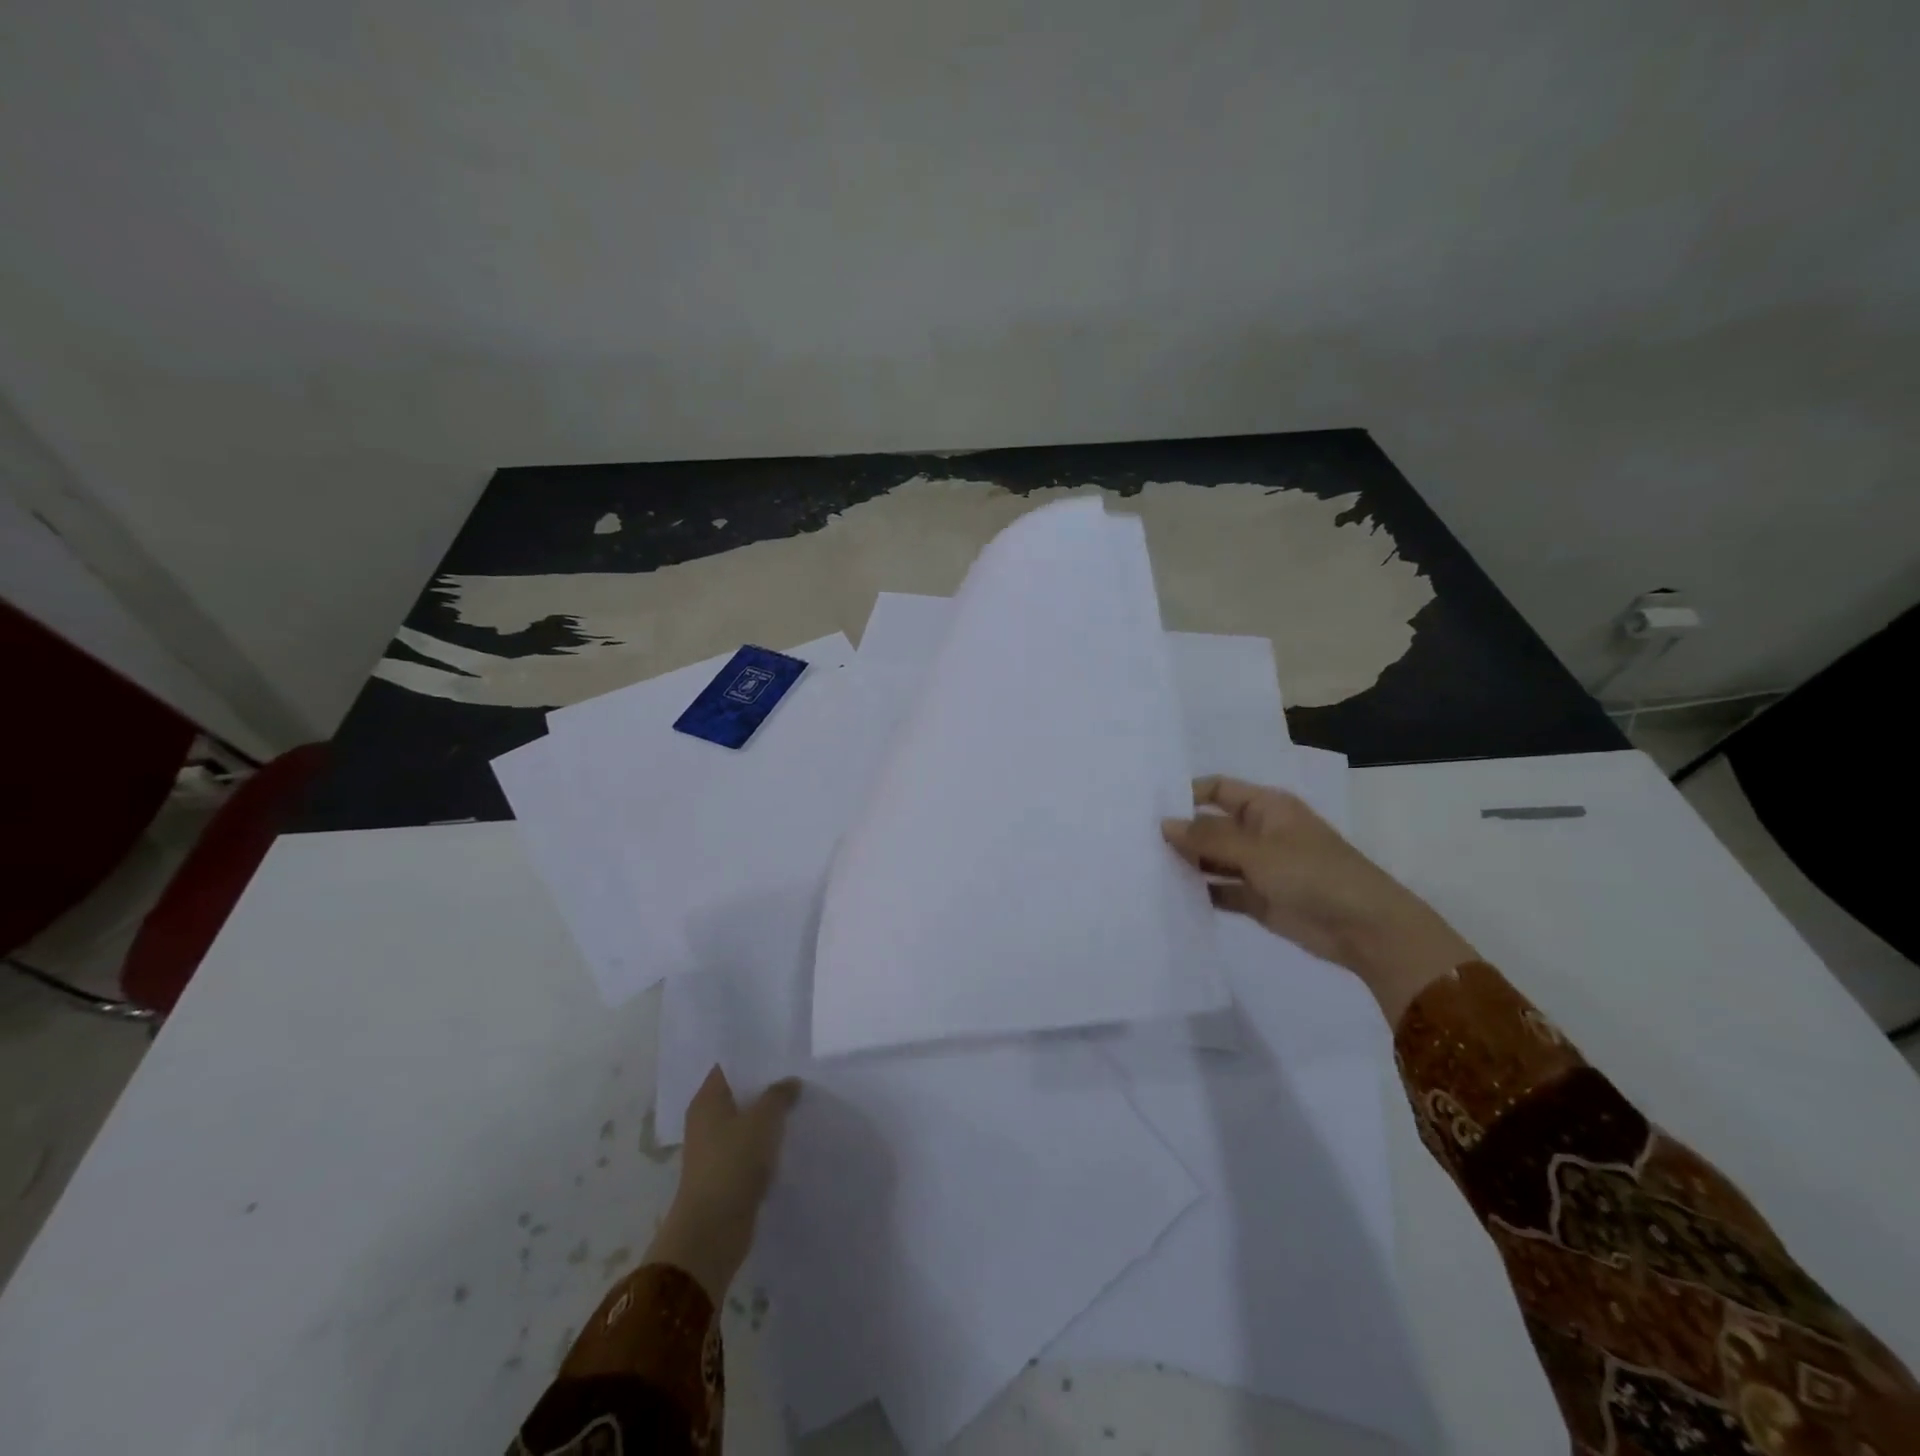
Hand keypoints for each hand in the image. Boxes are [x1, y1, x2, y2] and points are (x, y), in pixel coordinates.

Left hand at [645, 1066, 800, 1301]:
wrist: (713, 1231)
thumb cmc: (733, 1163)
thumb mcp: (763, 1119)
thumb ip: (779, 1095)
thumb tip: (790, 1082)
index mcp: (707, 1100)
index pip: (728, 1066)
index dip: (753, 1056)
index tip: (781, 1049)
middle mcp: (706, 1121)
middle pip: (739, 1093)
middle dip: (766, 1085)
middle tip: (798, 1072)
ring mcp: (715, 1149)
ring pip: (747, 1122)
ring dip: (769, 1116)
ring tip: (800, 1102)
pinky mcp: (726, 1174)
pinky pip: (750, 1148)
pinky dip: (767, 1143)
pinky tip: (790, 1138)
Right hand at [1161, 775, 1476, 1023]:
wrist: (1364, 928)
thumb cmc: (1313, 874)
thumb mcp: (1257, 851)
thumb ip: (1208, 839)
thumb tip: (1165, 824)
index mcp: (1265, 807)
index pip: (1217, 790)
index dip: (1186, 795)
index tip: (1148, 808)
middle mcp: (1259, 832)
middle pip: (1211, 826)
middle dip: (1180, 833)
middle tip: (1135, 841)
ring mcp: (1258, 866)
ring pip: (1213, 859)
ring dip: (1188, 864)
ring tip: (1145, 868)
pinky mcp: (1258, 898)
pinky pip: (1221, 890)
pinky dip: (1201, 892)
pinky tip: (1171, 895)